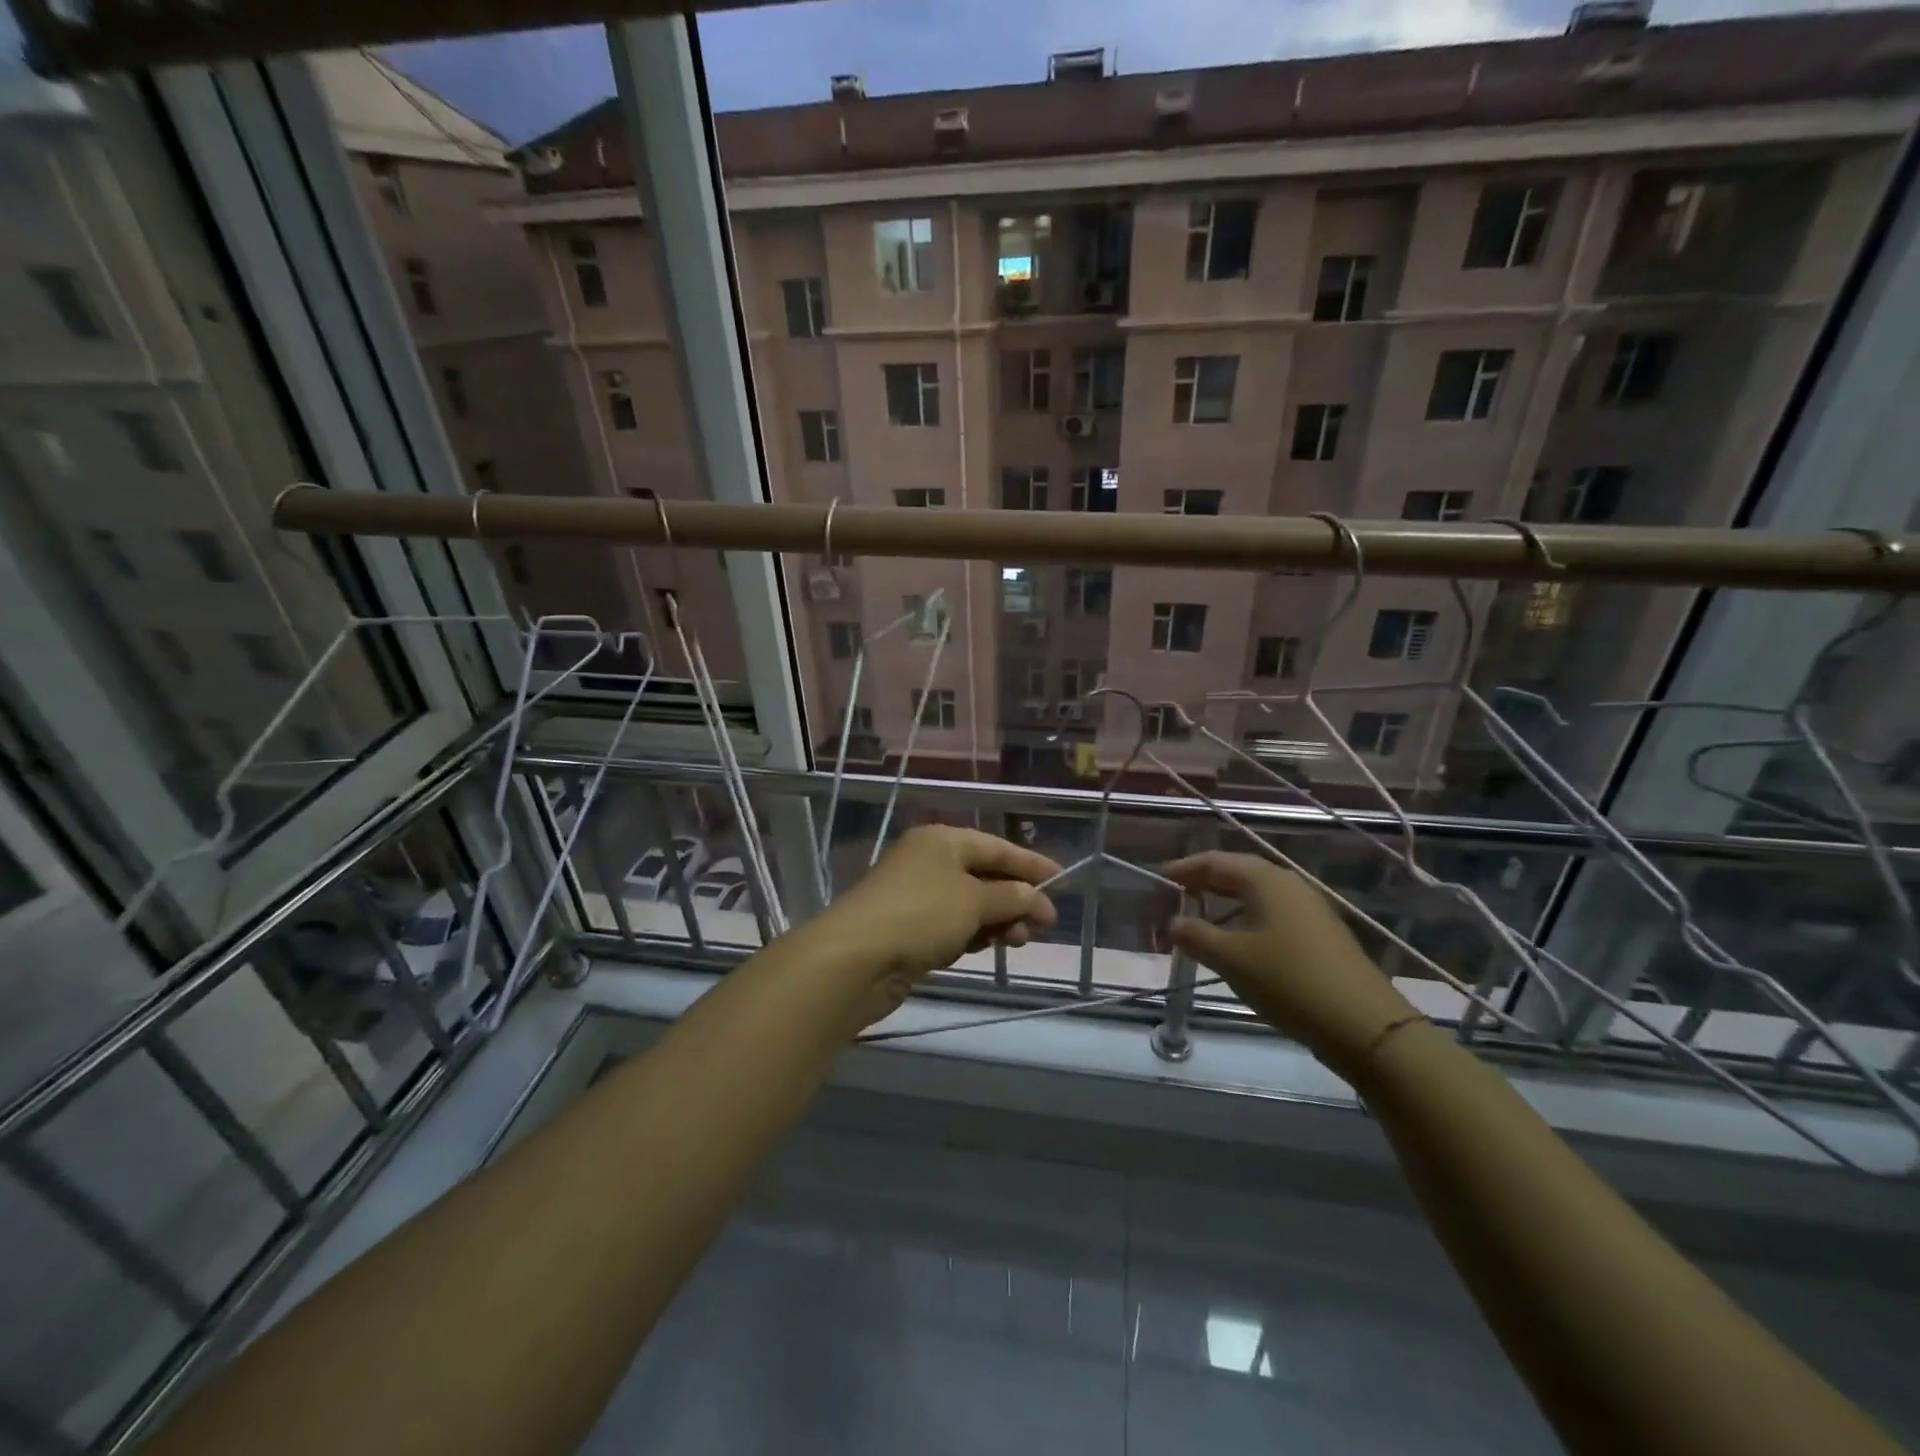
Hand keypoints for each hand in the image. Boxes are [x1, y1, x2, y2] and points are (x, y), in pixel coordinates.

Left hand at [820, 826, 1060, 1009]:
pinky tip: (987, 947)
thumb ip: (1010, 896)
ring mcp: (916, 895)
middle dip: (1015, 898)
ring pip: (970, 904)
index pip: (996, 846)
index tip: (1061, 880)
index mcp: (942, 841)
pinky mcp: (908, 929)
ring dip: (997, 919)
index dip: (1030, 863)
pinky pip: (952, 925)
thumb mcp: (973, 901)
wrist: (856, 959)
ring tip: (1018, 941)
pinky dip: (973, 933)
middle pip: (984, 875)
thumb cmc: (921, 915)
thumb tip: (1036, 897)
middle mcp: (928, 861)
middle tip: (1042, 924)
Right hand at [1166, 852, 1418, 1074]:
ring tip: (1200, 922)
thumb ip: (1195, 935)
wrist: (1364, 1025)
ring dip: (1225, 905)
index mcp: (1266, 880)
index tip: (1161, 877)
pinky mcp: (1320, 936)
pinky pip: (1272, 915)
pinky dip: (1246, 920)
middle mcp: (1289, 885)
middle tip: (1176, 897)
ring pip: (1257, 896)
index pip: (1216, 861)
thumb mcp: (1231, 959)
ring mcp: (1309, 910)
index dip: (1186, 868)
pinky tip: (1237, 945)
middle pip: (1238, 874)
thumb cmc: (1288, 981)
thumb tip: (1172, 922)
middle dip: (1205, 884)